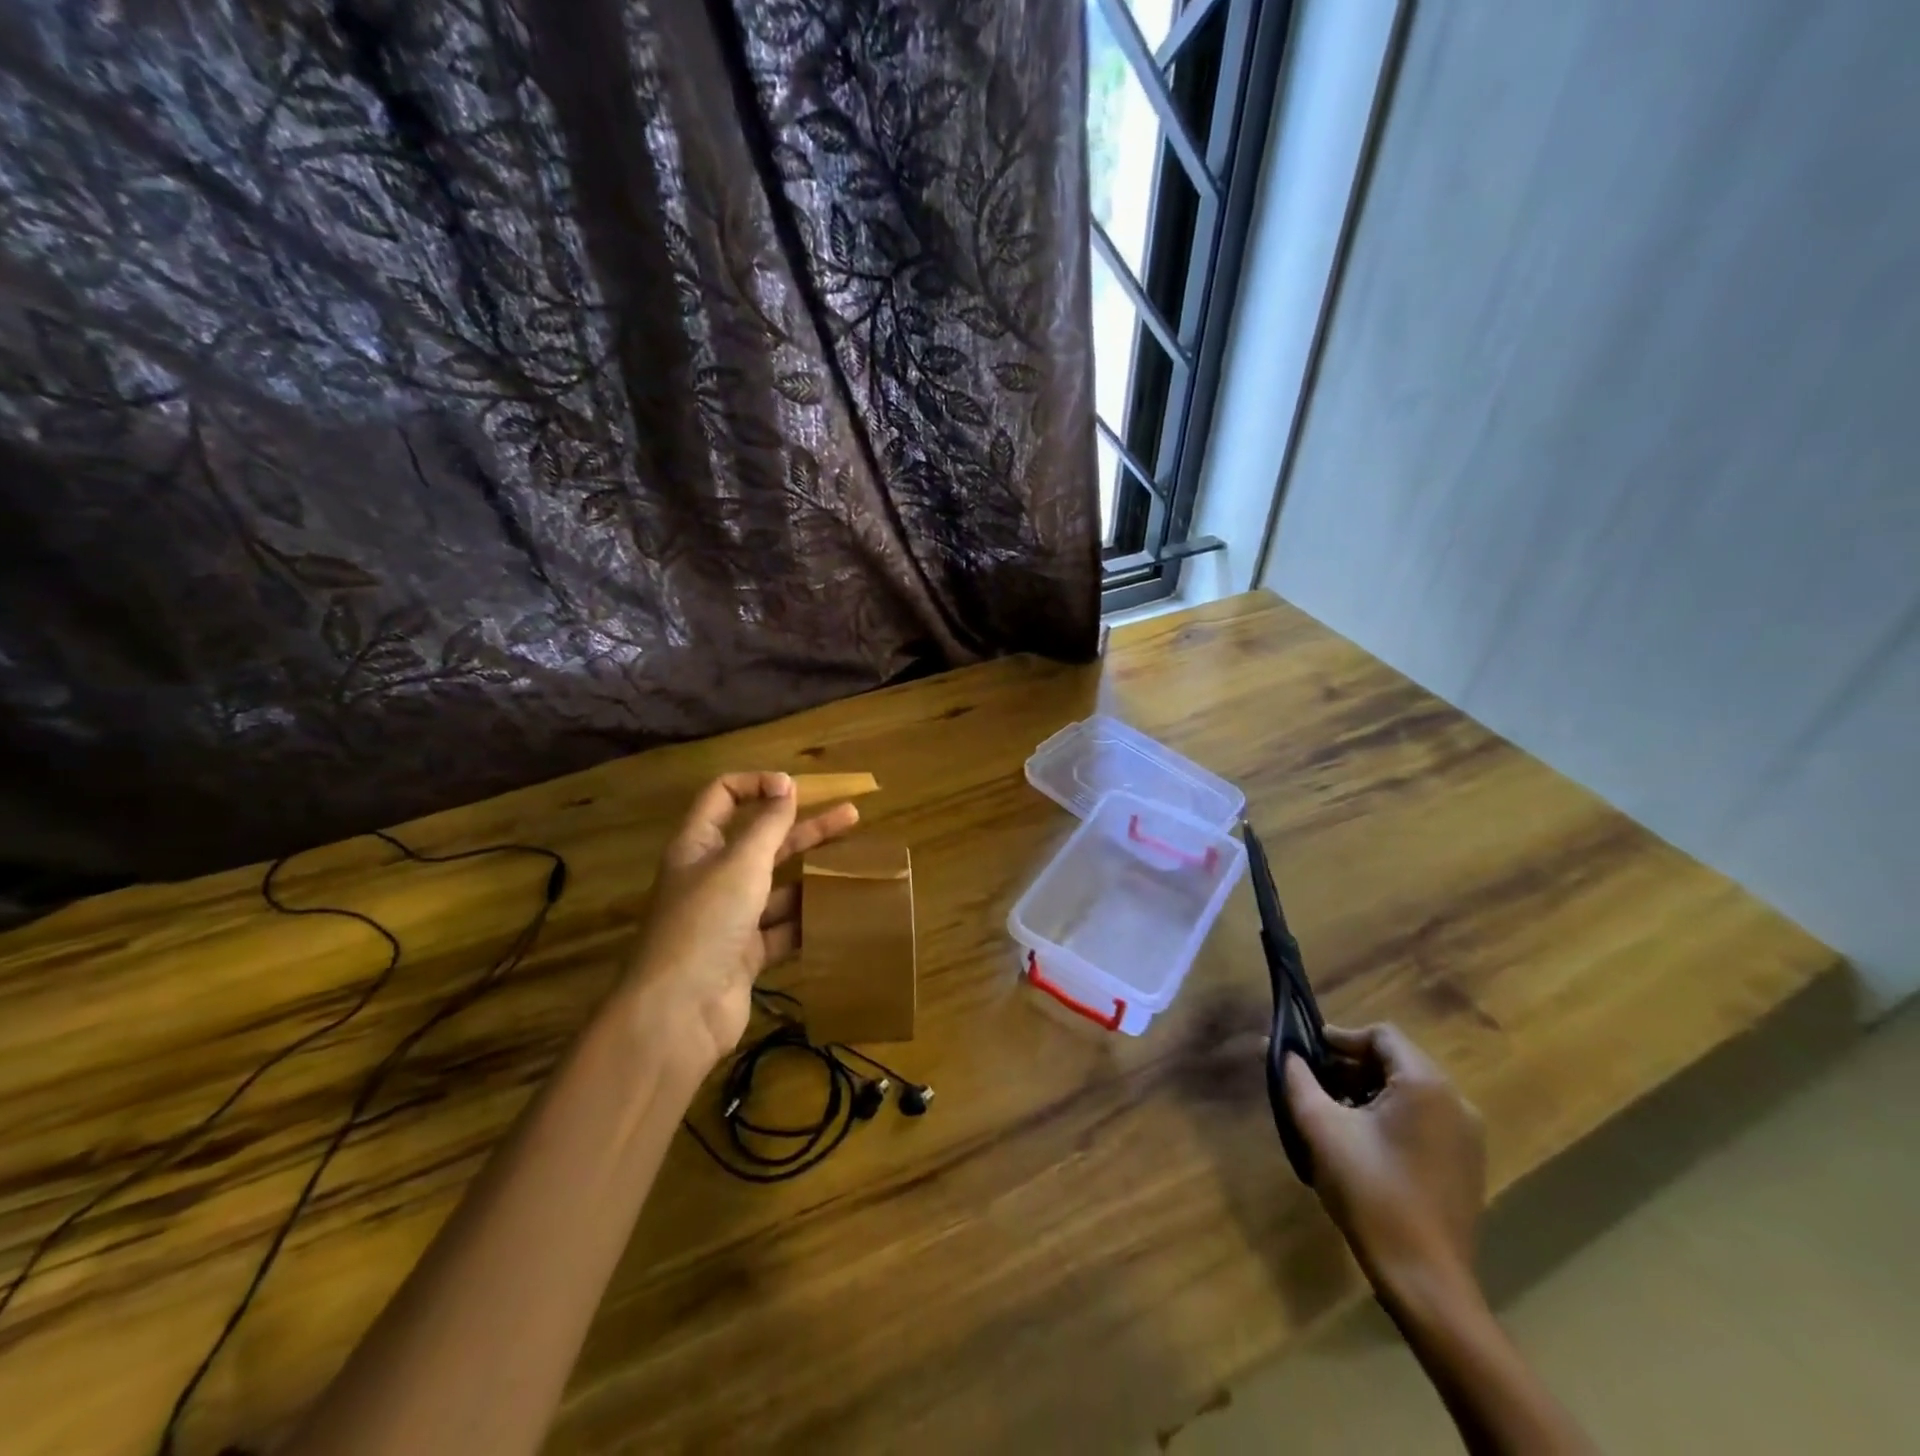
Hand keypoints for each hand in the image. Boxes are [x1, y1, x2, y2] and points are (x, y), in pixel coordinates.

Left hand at [622, 772, 859, 1077]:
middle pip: (761, 840)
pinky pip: (782, 928)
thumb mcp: (741, 863)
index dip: (757, 784)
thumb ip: (768, 824)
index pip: (723, 796)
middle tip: (851, 816)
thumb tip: (785, 786)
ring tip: (853, 868)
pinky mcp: (745, 954)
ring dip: (812, 874)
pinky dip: (807, 920)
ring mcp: (729, 918)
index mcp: (698, 845)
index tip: (796, 789)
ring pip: (777, 885)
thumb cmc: (707, 921)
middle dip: (804, 826)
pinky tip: (840, 912)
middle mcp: (712, 876)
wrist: (679, 1012)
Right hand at [1284, 1023, 1485, 1305]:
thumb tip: (1281, 1049)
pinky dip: (1390, 1116)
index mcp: (1425, 1085)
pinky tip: (1362, 1142)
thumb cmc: (1370, 1191)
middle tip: (1313, 1083)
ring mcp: (1467, 1137)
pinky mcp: (1467, 1165)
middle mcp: (1455, 1102)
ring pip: (1409, 1092)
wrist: (1425, 1279)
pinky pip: (1424, 1120)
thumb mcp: (1320, 1126)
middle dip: (1350, 1066)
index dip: (1340, 1038)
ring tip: (1332, 1112)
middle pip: (1396, 1061)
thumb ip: (1297, 1078)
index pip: (1381, 1035)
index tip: (1307, 1055)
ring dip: (1368, 1091)